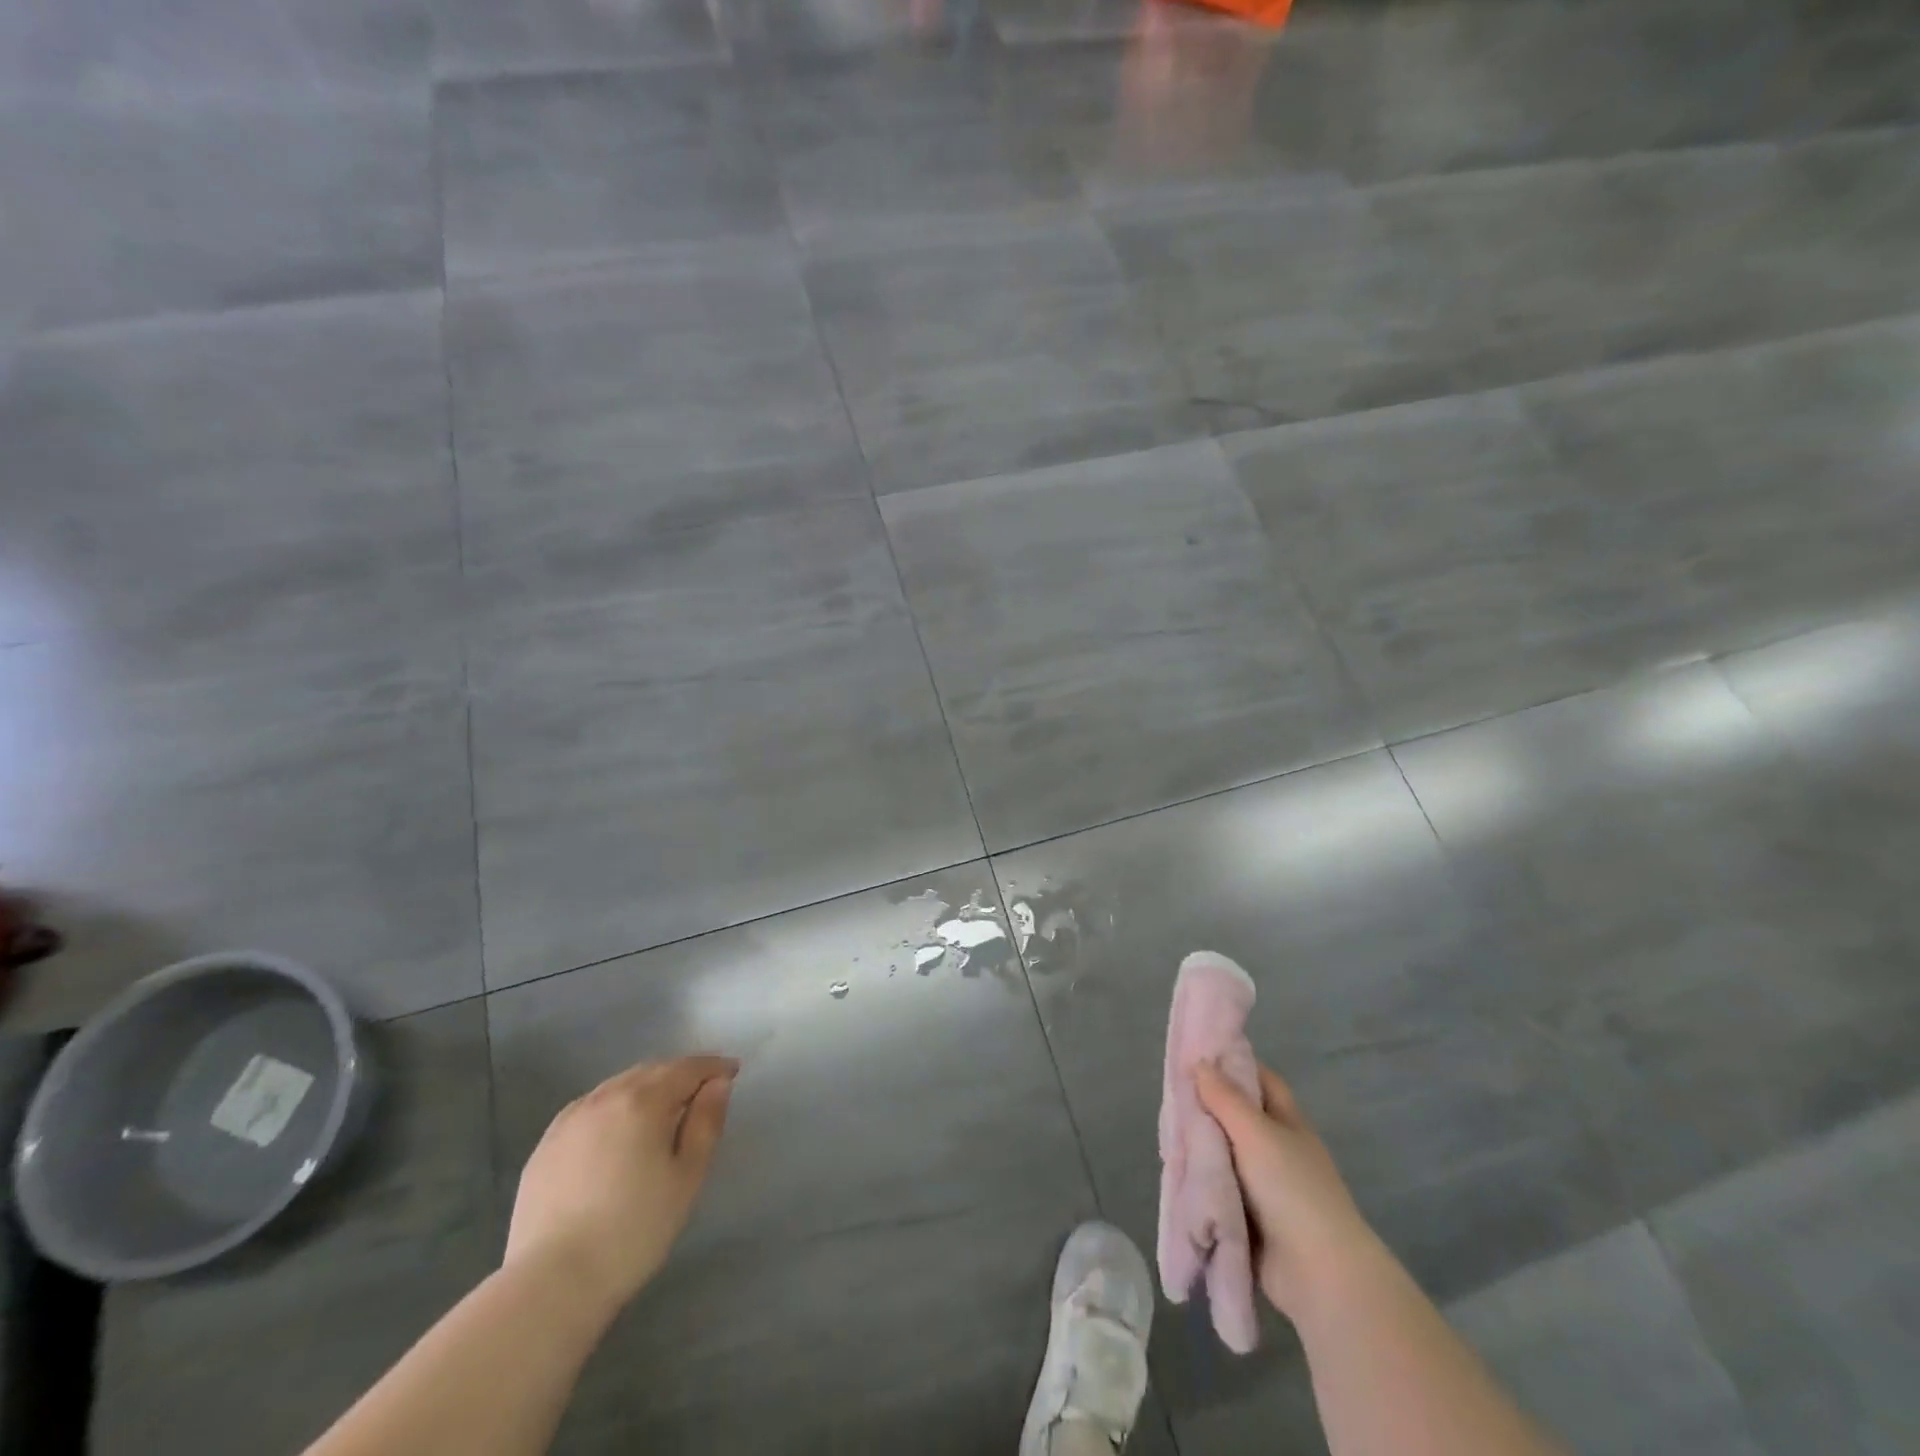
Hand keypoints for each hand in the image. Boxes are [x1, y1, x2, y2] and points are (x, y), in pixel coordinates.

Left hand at [505, 1055, 737, 1313]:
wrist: (551, 1283)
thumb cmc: (633, 1230)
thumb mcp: (687, 1177)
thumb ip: (706, 1122)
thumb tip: (718, 1084)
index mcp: (643, 1100)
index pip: (687, 1068)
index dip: (713, 1067)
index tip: (732, 1072)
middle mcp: (605, 1097)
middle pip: (652, 1071)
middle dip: (680, 1074)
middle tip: (701, 1092)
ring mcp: (571, 1119)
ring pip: (619, 1086)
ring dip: (646, 1087)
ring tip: (662, 1110)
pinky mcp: (546, 1144)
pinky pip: (590, 1107)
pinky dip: (614, 1106)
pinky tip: (617, 1130)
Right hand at [1194, 1060, 1379, 1323]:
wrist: (1319, 1273)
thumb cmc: (1292, 1188)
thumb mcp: (1256, 1133)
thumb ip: (1225, 1098)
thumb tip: (1200, 1063)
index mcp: (1287, 1122)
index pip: (1259, 1079)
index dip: (1231, 1064)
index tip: (1196, 1056)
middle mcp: (1276, 1148)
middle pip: (1236, 1117)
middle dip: (1205, 1109)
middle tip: (1168, 1100)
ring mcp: (1264, 1186)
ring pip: (1224, 1155)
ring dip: (1200, 1149)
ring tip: (1165, 1138)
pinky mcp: (1249, 1218)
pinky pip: (1219, 1190)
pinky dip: (1200, 1183)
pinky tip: (1174, 1173)